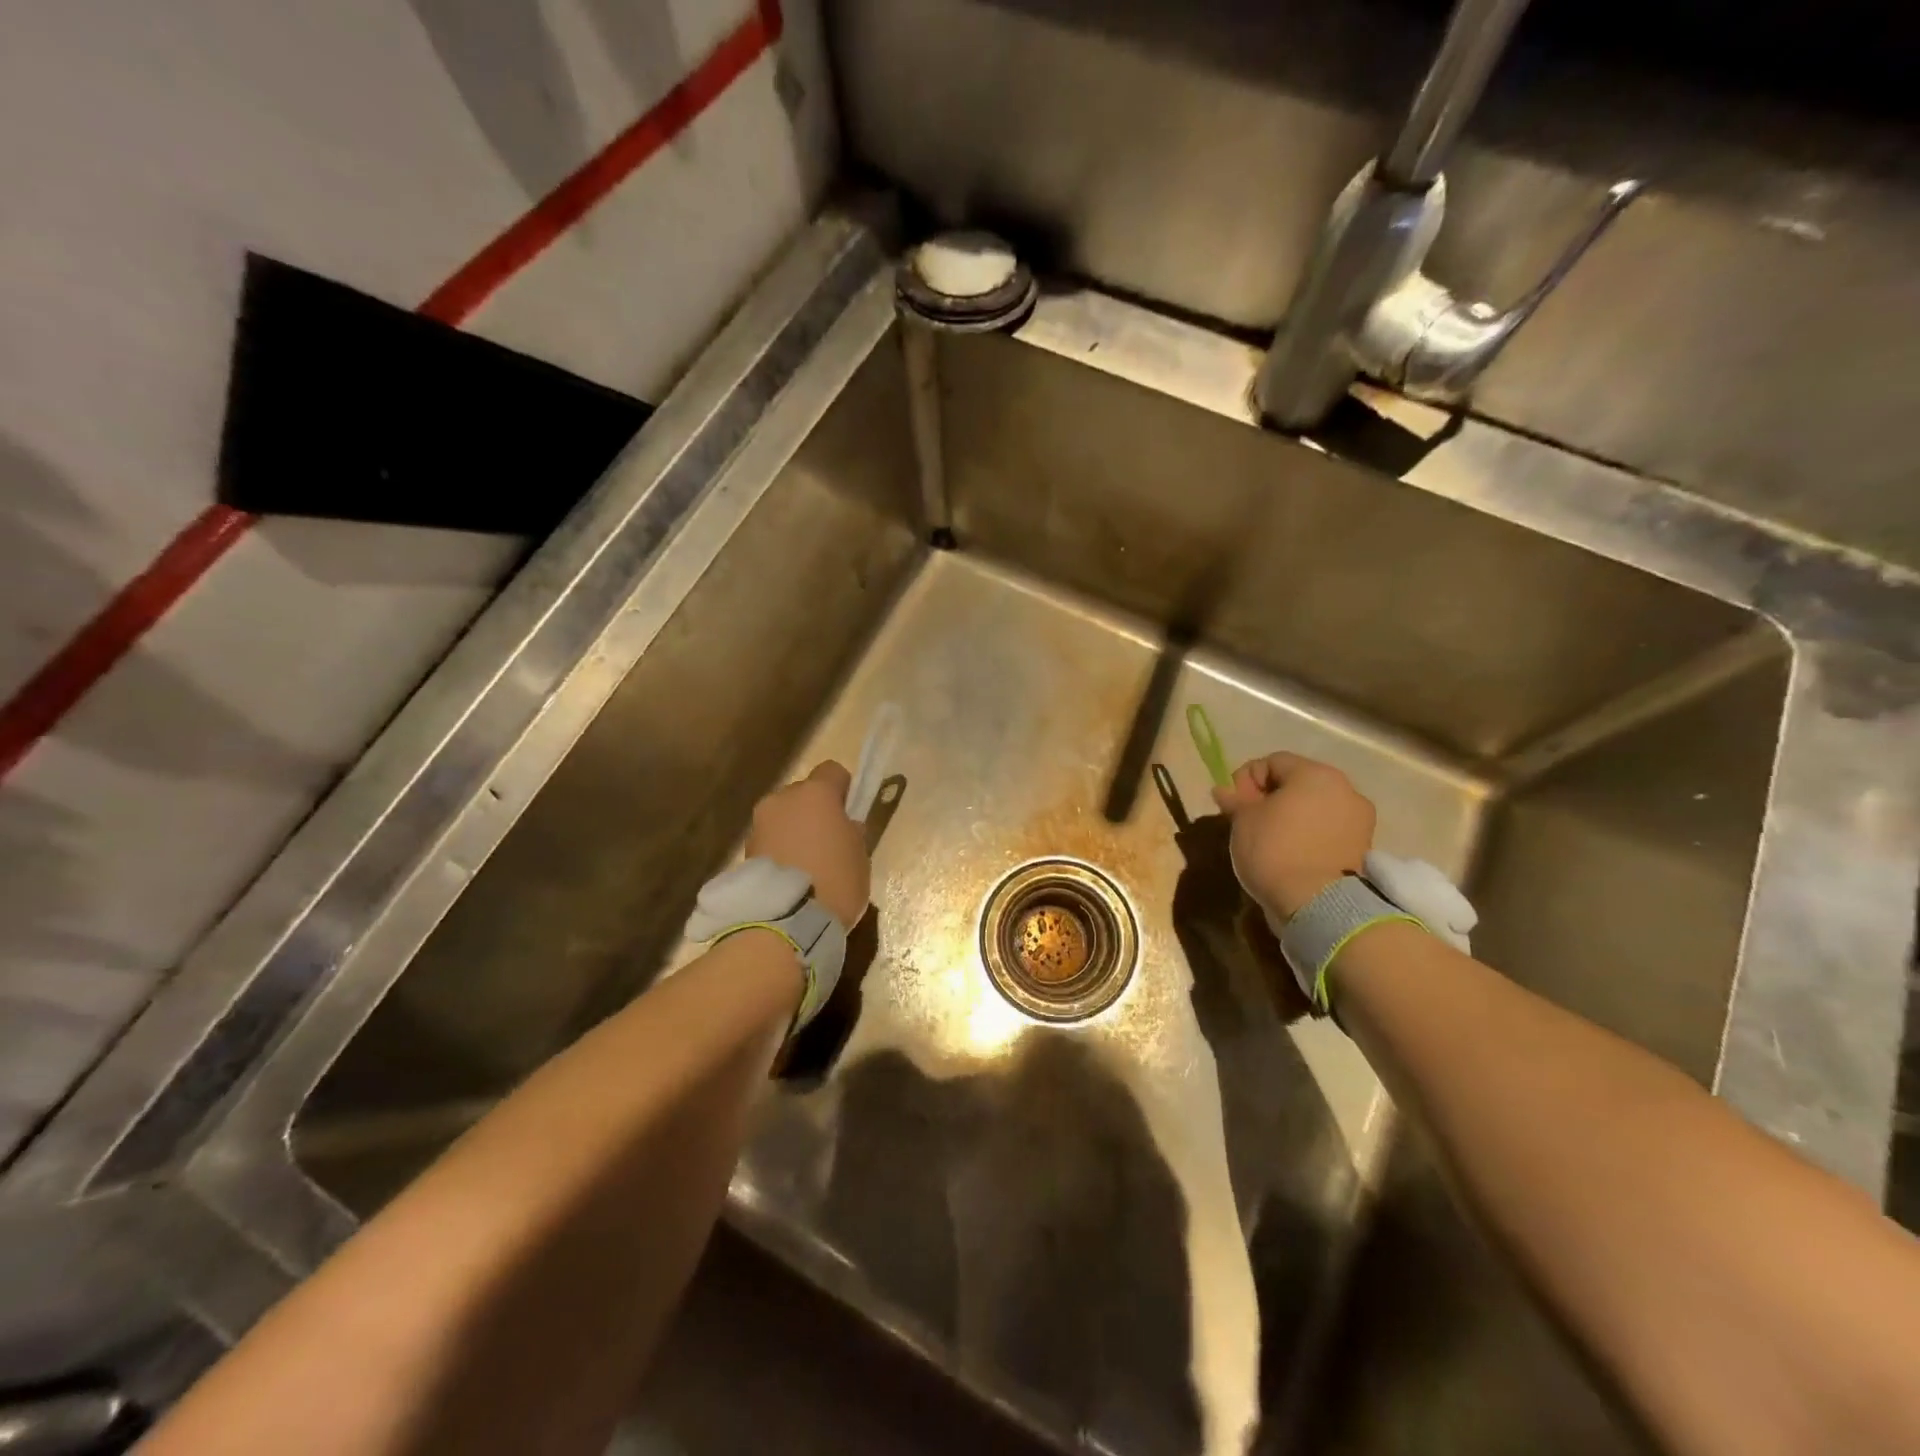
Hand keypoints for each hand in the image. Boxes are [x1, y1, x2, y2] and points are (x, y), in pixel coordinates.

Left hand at [746, 761, 870, 927]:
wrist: (784, 922)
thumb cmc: (835, 881)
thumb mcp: (860, 855)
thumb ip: (851, 831)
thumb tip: (843, 827)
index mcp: (816, 793)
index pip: (833, 771)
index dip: (843, 789)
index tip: (849, 813)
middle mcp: (782, 799)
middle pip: (803, 794)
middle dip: (814, 812)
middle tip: (827, 843)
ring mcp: (759, 824)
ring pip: (783, 817)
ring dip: (794, 832)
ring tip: (806, 866)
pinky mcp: (745, 850)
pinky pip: (770, 840)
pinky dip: (780, 851)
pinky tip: (790, 877)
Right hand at [1211, 752, 1374, 919]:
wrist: (1318, 905)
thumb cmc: (1275, 850)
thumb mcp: (1243, 820)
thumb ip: (1235, 799)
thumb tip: (1223, 790)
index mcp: (1315, 774)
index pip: (1272, 762)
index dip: (1246, 780)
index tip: (1234, 806)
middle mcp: (1345, 789)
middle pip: (1298, 783)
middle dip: (1271, 798)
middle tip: (1250, 823)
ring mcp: (1359, 820)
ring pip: (1314, 808)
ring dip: (1292, 818)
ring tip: (1271, 842)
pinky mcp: (1363, 848)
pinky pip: (1327, 831)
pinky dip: (1310, 837)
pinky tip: (1293, 856)